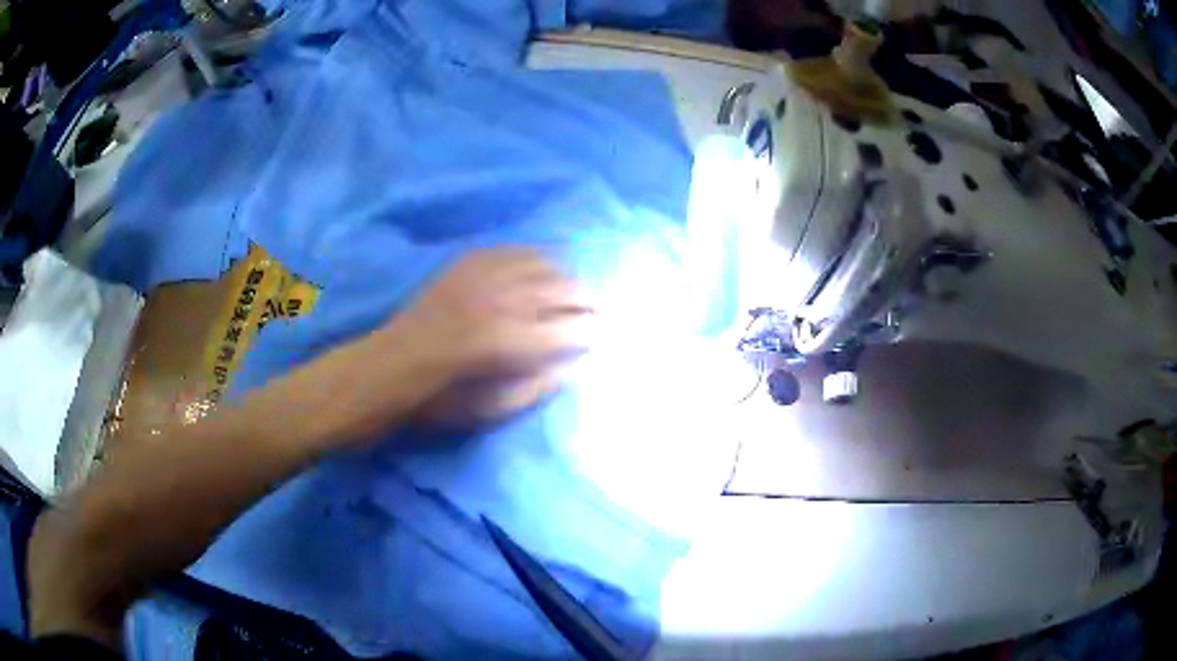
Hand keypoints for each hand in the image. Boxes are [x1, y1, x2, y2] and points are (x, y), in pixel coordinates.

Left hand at [384, 247, 593, 382]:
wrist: (390, 366)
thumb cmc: (439, 398)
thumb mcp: (491, 410)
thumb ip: (537, 388)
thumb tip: (571, 367)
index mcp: (511, 342)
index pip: (571, 331)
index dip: (594, 333)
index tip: (607, 336)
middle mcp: (504, 301)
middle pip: (564, 291)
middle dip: (591, 300)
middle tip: (605, 309)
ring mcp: (485, 276)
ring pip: (544, 265)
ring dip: (568, 277)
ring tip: (579, 288)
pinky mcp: (468, 263)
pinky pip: (513, 250)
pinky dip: (536, 257)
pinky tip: (545, 265)